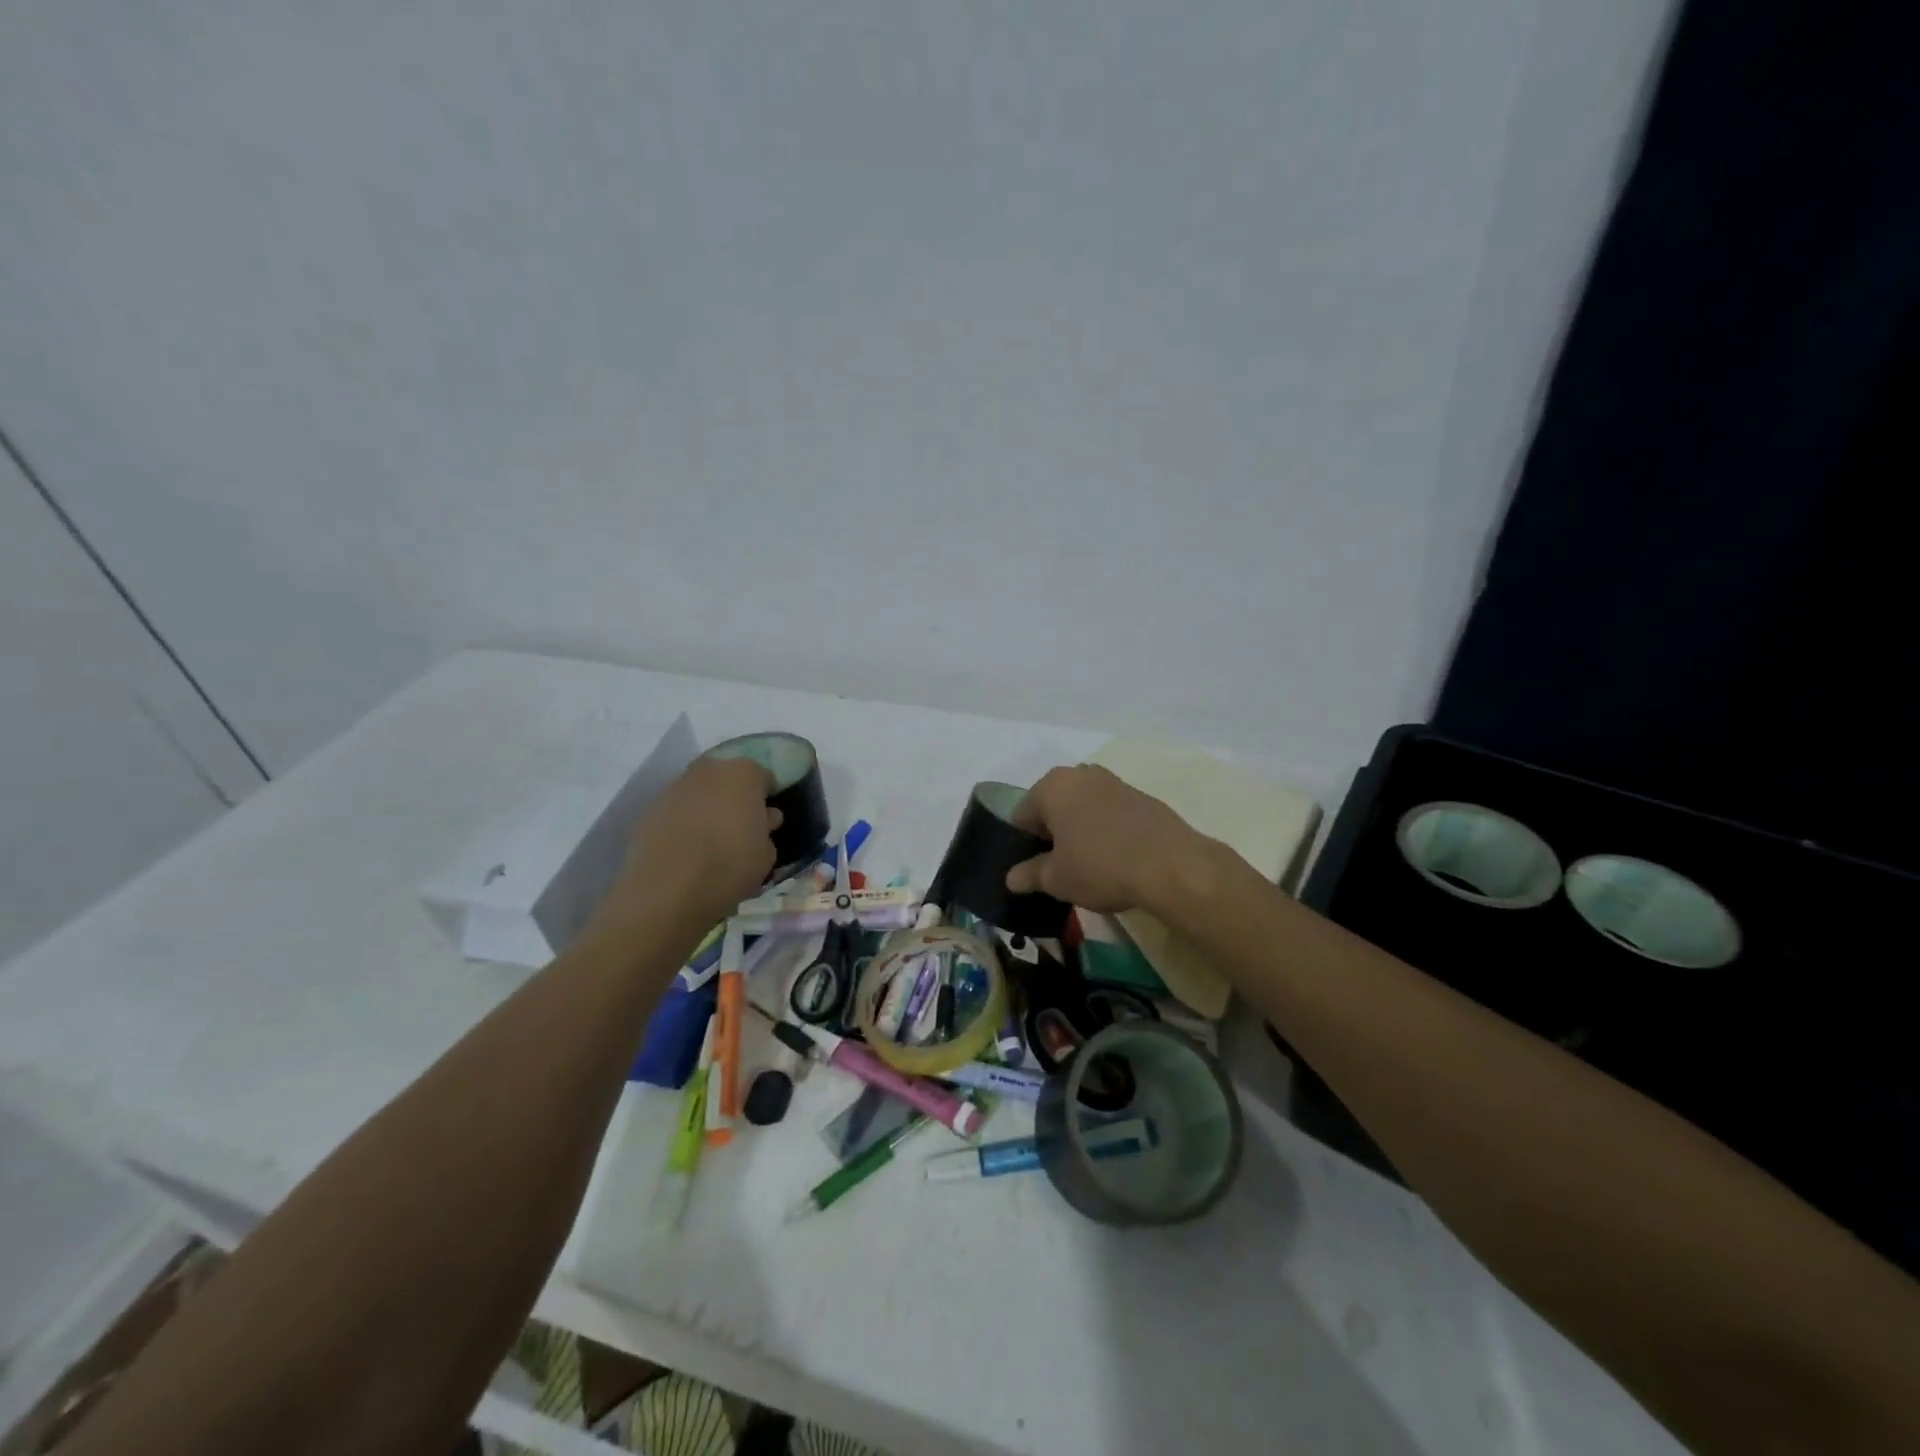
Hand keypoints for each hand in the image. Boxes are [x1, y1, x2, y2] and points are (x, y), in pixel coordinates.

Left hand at [596, 756, 780, 935]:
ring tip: (710, 840)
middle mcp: (709, 771)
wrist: (668, 890)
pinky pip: (676, 810)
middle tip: (739, 826)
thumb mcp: (766, 854)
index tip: (767, 820)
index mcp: (744, 774)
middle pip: (728, 777)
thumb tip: (764, 819)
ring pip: (699, 792)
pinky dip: (683, 822)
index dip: (767, 798)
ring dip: (707, 807)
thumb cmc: (730, 866)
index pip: (764, 776)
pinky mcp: (649, 809)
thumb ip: (766, 829)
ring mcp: (675, 787)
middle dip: (735, 796)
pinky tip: (686, 850)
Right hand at [1004, 765, 1209, 914]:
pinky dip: (1107, 828)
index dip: (1025, 844)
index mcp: (1052, 787)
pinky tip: (1117, 856)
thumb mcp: (1057, 879)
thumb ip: (1030, 875)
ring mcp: (1113, 781)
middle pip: (1054, 805)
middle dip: (1054, 832)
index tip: (1035, 869)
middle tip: (1061, 866)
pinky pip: (1110, 811)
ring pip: (1083, 806)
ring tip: (1090, 863)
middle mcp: (1080, 774)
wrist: (1171, 865)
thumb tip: (1012, 878)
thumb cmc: (1100, 867)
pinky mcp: (1140, 795)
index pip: (1023, 815)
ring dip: (1081, 829)